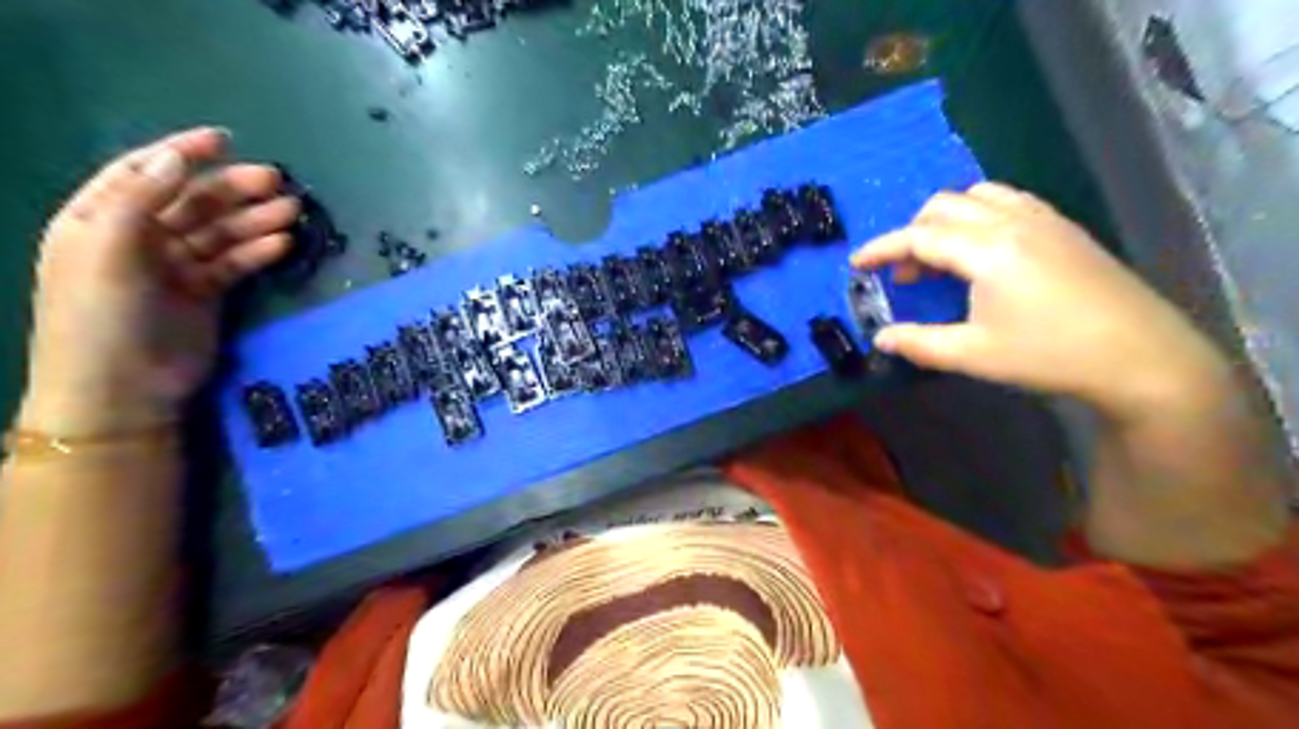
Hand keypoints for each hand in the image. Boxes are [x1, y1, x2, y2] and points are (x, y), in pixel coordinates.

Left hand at [17, 129, 298, 434]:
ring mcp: (175, 267)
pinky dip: (258, 252)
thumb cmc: (102, 317)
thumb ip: (139, 203)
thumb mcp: (108, 254)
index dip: (181, 153)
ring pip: (221, 232)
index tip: (224, 139)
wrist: (123, 389)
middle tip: (279, 182)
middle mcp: (139, 238)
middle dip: (234, 189)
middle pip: (192, 202)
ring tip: (294, 211)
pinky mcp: (206, 293)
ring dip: (255, 219)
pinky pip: (235, 263)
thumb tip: (174, 159)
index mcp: (100, 221)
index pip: (142, 173)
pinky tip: (284, 244)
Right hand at [856, 184, 1229, 420]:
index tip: (856, 264)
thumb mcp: (973, 355)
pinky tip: (983, 250)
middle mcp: (1012, 221)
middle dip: (912, 235)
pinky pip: (1009, 201)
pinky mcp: (1064, 227)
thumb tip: (881, 338)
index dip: (882, 249)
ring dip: (946, 219)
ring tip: (941, 258)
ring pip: (978, 196)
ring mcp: (1043, 219)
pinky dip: (979, 215)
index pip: (919, 236)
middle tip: (904, 275)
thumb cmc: (1049, 355)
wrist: (1140, 356)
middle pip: (944, 207)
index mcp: (987, 250)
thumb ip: (920, 343)